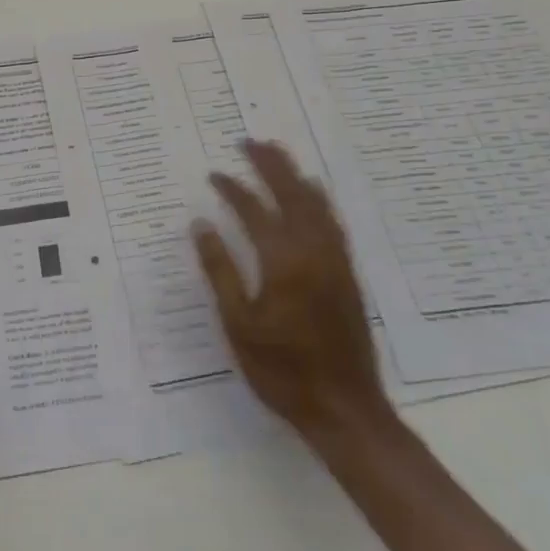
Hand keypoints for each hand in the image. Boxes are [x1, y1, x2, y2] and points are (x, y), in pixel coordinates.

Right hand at [192, 140, 390, 445]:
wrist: (345, 409)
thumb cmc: (282, 370)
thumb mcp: (239, 324)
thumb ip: (220, 270)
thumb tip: (201, 225)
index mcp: (283, 261)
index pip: (254, 211)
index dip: (232, 189)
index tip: (214, 174)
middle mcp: (313, 251)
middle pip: (291, 194)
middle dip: (269, 165)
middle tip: (249, 142)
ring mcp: (335, 260)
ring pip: (316, 204)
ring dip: (294, 175)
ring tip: (277, 154)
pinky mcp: (348, 273)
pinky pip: (332, 222)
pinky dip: (318, 199)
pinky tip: (311, 194)